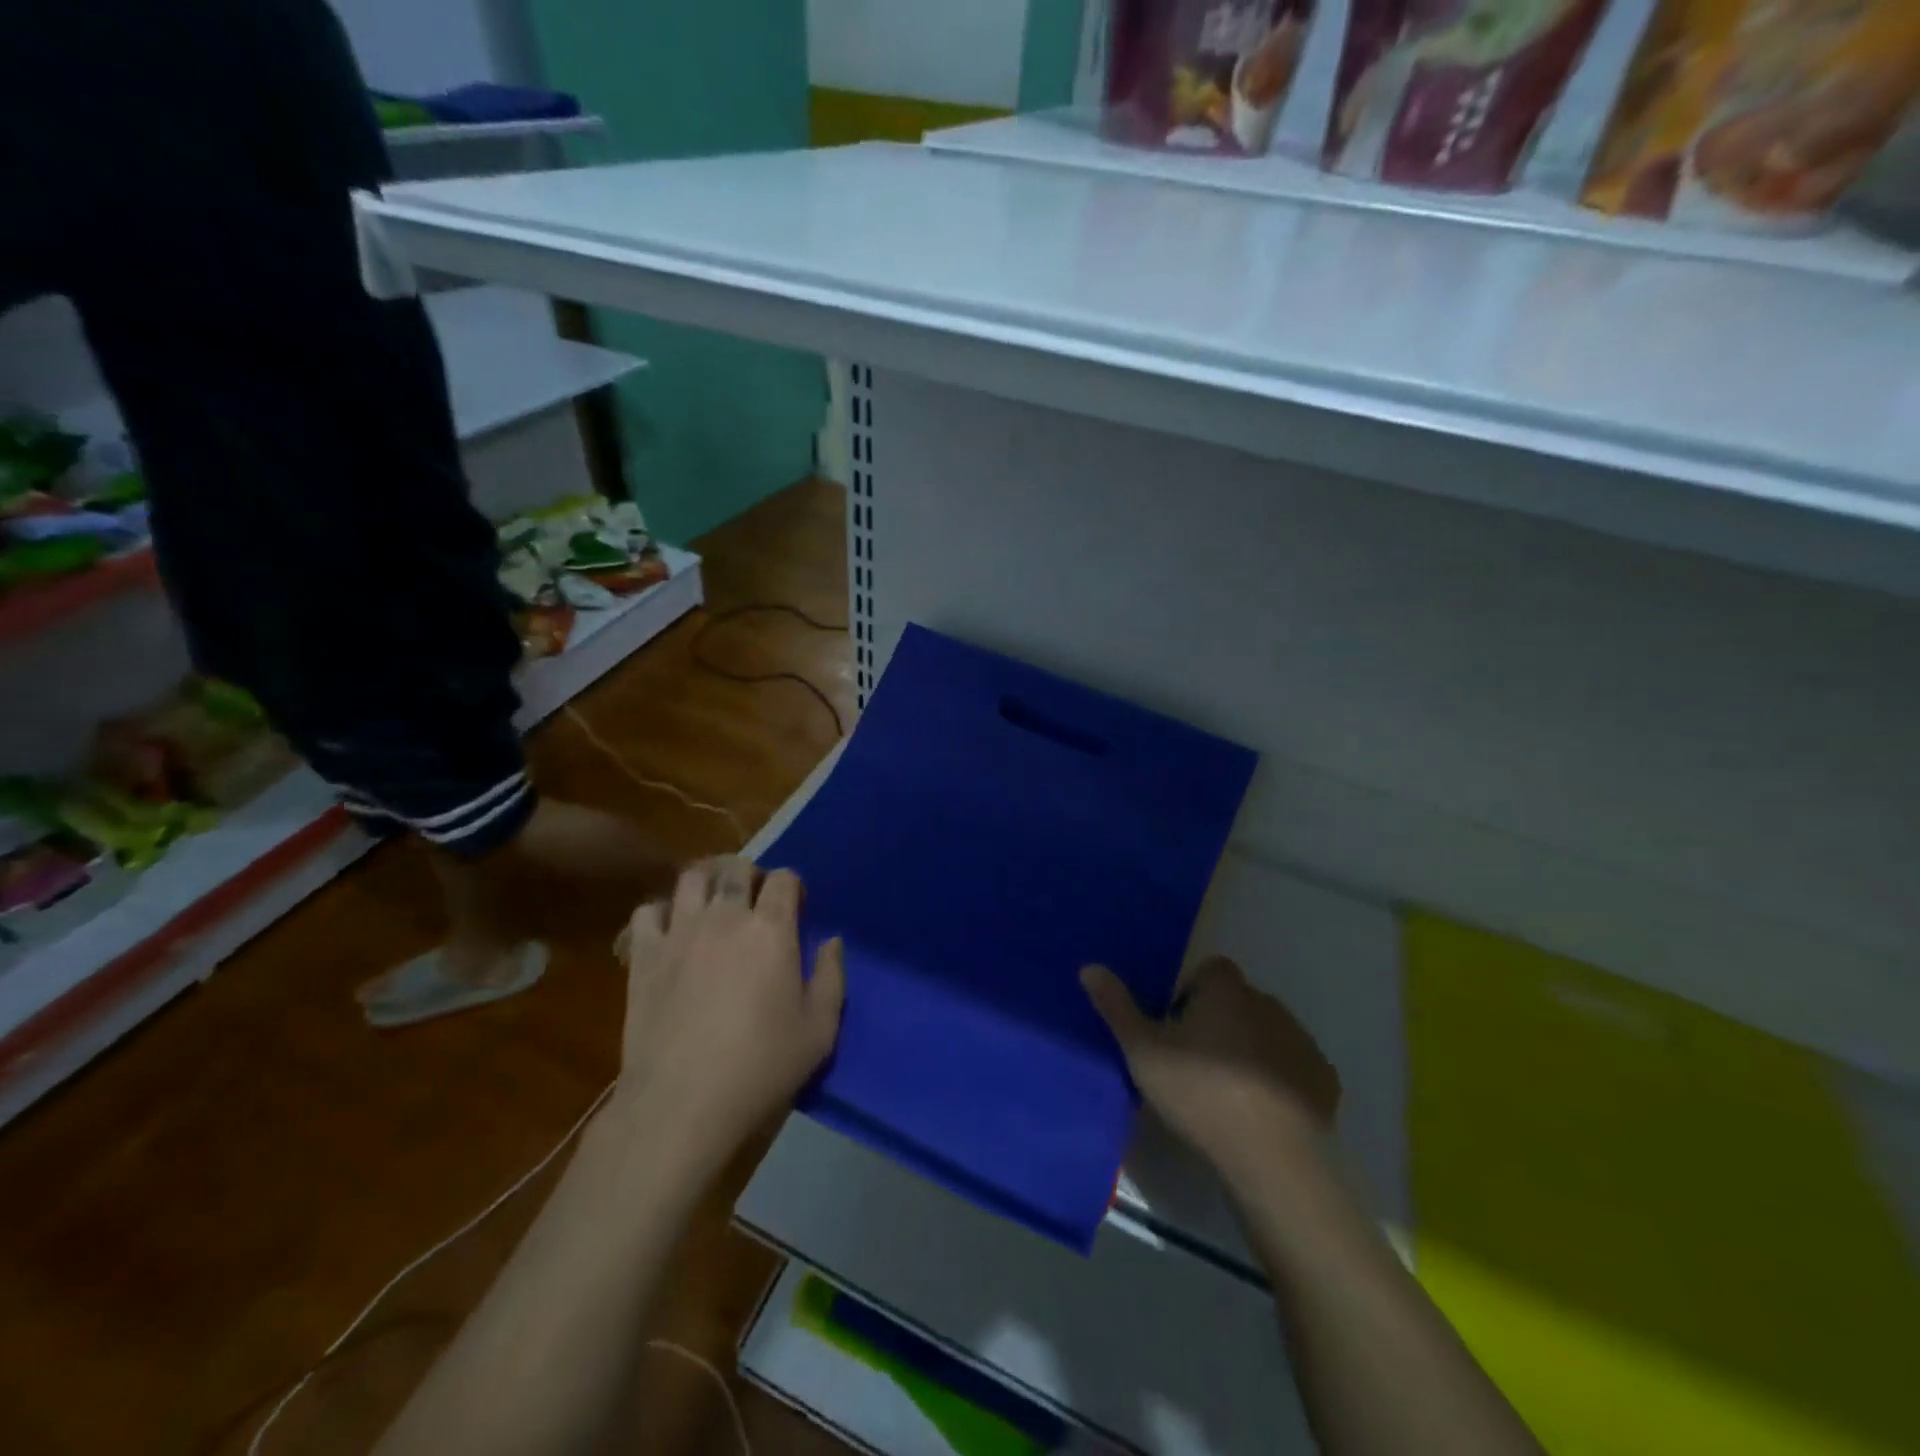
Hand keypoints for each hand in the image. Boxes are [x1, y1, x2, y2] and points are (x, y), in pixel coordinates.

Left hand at [617, 858, 844, 1153]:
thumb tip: (832, 942)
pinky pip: (648, 912)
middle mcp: (725, 917)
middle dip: (751, 876)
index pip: (784, 878)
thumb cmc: (761, 1067)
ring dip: (707, 884)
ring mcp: (680, 932)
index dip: (793, 888)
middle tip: (755, 903)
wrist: (682, 1103)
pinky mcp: (644, 956)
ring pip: (691, 878)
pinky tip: (671, 934)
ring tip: (713, 908)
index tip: (796, 910)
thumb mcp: (819, 1030)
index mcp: (771, 929)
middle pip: (736, 868)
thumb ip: (831, 978)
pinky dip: (662, 914)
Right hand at [1082, 957, 1338, 1190]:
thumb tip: (1089, 967)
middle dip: (1220, 1021)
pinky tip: (1262, 1111)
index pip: (1210, 969)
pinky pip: (1294, 1067)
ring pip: (1267, 1033)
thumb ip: (1117, 1007)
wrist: (1271, 1157)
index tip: (1176, 1027)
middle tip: (1195, 1062)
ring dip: (1250, 1048)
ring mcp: (1300, 1041)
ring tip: (1227, 1091)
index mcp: (1226, 990)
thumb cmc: (1200, 1093)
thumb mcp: (1143, 1051)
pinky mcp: (1323, 1079)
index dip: (1192, 992)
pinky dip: (1279, 1080)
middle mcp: (1268, 1003)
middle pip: (1238, 1001)